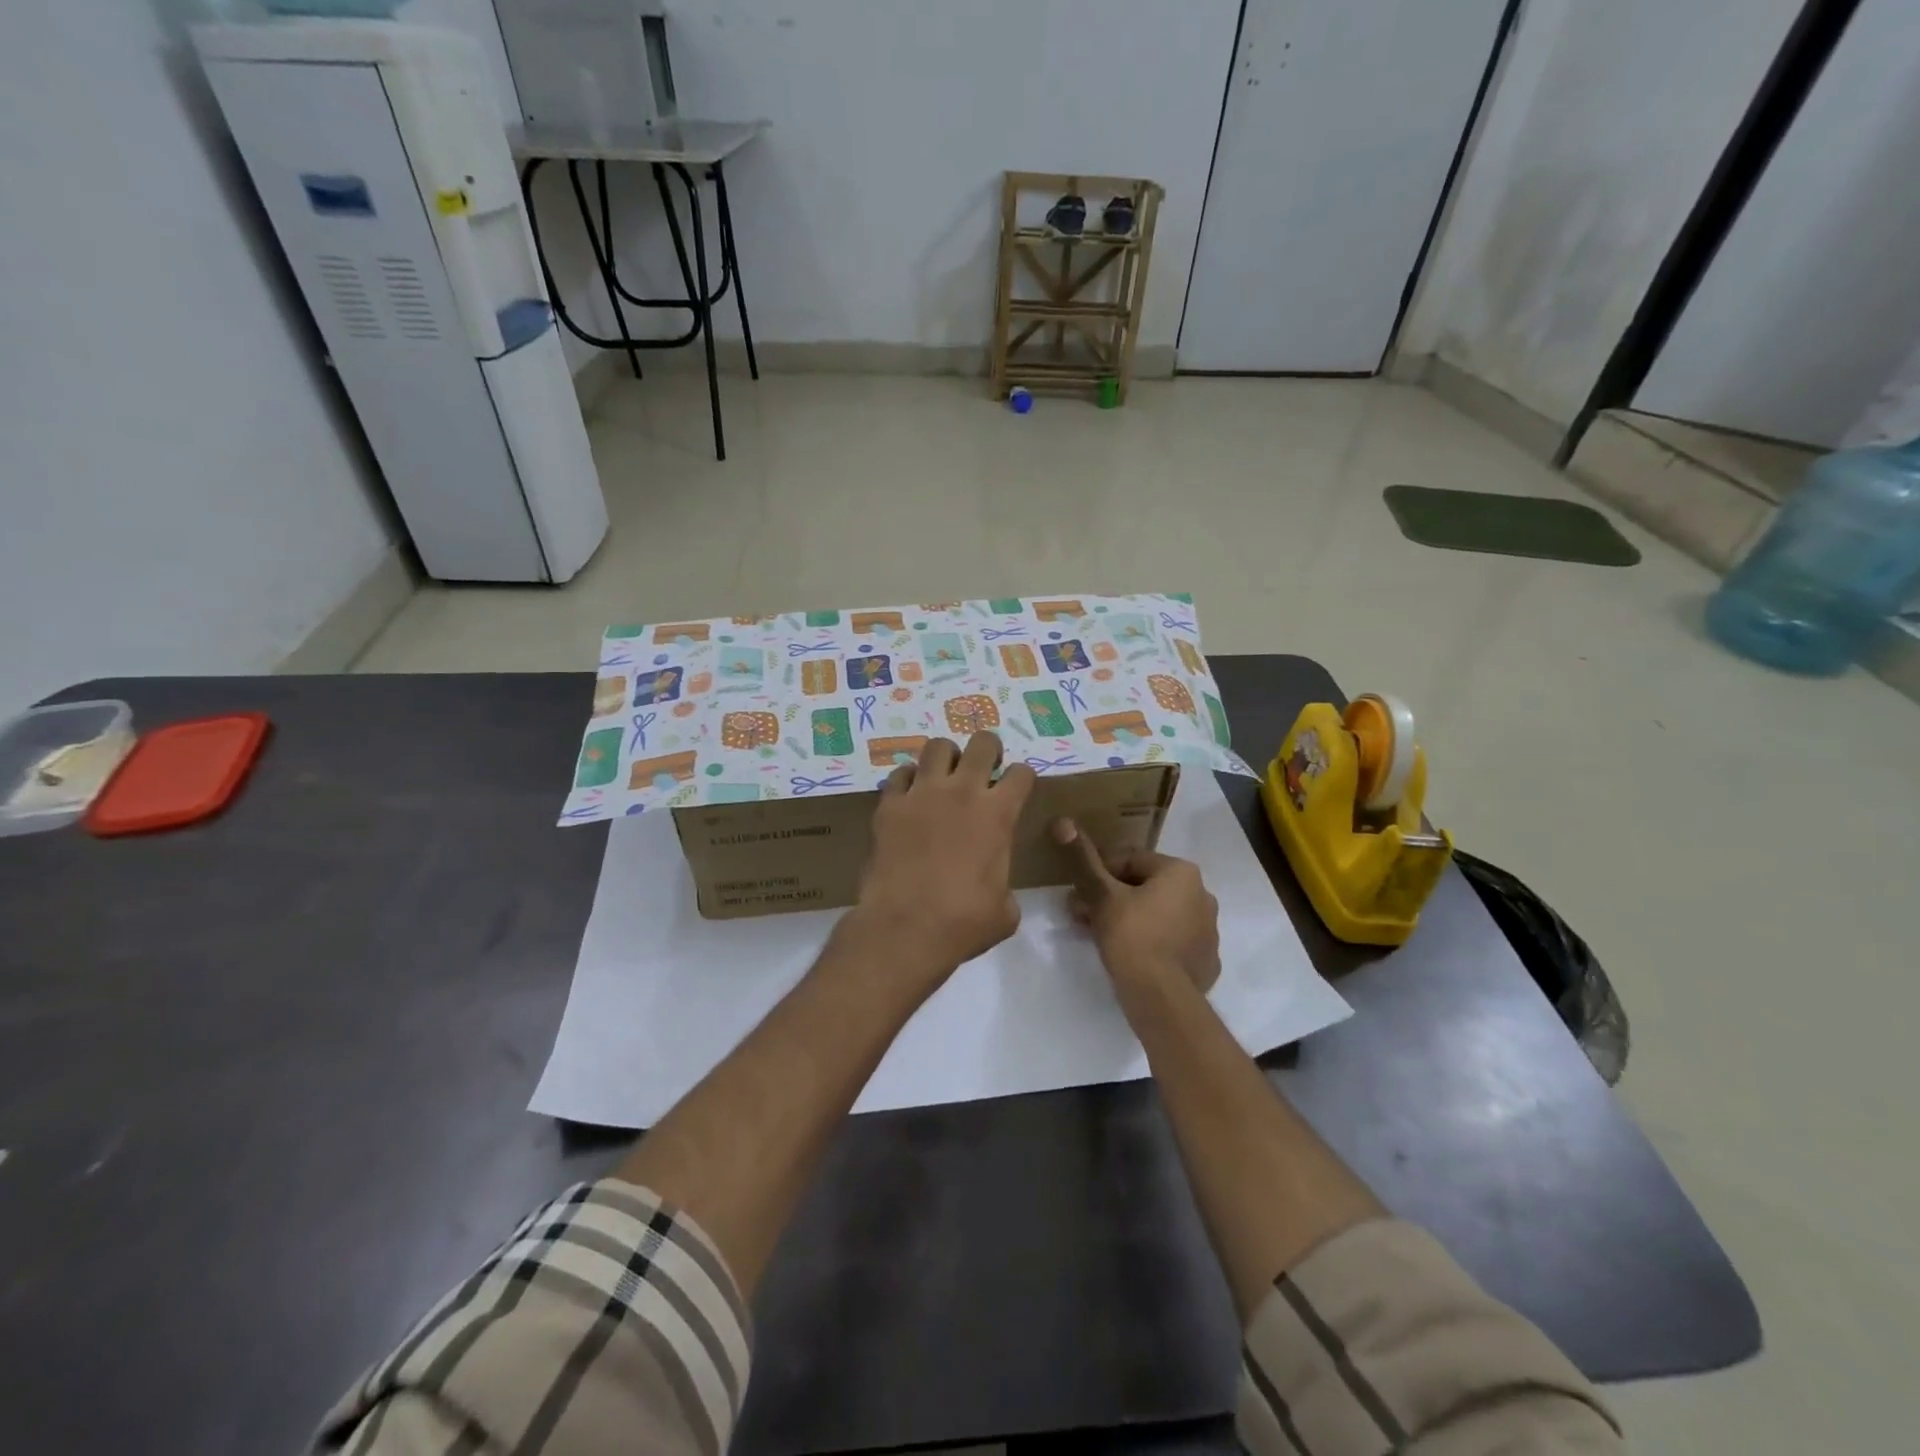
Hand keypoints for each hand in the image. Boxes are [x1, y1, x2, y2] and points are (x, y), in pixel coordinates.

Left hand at [848, 733, 1036, 992]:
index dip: (1022, 779)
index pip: (1021, 773)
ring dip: (946, 757)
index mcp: (998, 814)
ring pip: (937, 746)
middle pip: (982, 743)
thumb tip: (997, 891)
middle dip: (988, 750)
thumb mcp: (1005, 911)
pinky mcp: (889, 805)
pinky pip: (899, 774)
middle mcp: (962, 792)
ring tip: (945, 776)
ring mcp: (922, 794)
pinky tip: (910, 797)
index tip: (1017, 790)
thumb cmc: (963, 923)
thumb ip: (1005, 886)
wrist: (905, 928)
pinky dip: (908, 780)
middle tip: (984, 769)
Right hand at [1055, 819, 1220, 994]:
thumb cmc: (1132, 937)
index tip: (1078, 891)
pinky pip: (1172, 943)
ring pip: (1159, 915)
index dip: (1099, 872)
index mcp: (1182, 872)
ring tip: (1099, 936)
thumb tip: (1063, 822)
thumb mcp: (1101, 895)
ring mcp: (1209, 932)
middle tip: (1082, 914)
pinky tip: (1130, 957)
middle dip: (1111, 897)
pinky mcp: (1206, 962)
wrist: (1162, 999)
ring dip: (1129, 919)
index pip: (1131, 860)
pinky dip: (1151, 944)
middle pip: (1145, 887)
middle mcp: (1203, 896)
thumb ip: (1084, 860)